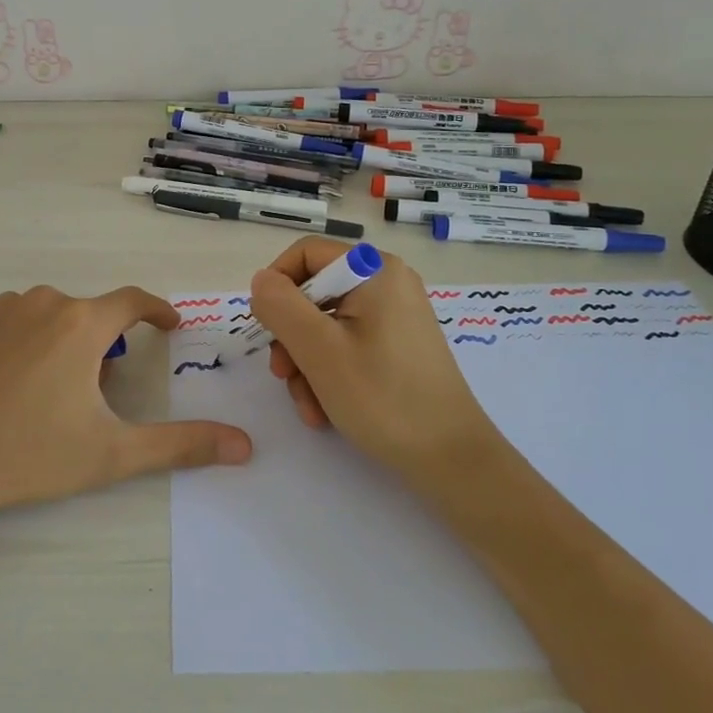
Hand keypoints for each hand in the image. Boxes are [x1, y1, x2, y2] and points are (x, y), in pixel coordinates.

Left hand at [0, 284, 252, 544]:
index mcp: (81, 323)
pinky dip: (30, 339)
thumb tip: (244, 446)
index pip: (133, 301)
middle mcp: (43, 301)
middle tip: (101, 392)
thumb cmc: (30, 456)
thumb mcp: (112, 452)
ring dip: (66, 341)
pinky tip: (17, 381)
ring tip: (55, 392)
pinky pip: (17, 319)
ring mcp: (2, 308)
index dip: (157, 310)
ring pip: (53, 315)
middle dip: (106, 345)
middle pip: (91, 314)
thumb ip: (181, 444)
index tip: (170, 325)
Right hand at [249, 237, 497, 485]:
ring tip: (309, 406)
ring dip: (306, 364)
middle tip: (283, 376)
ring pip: (326, 325)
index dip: (276, 286)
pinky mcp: (398, 345)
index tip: (266, 329)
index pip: (306, 254)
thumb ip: (281, 306)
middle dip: (291, 338)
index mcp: (375, 270)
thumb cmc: (383, 398)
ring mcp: (395, 315)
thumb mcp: (319, 350)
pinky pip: (348, 345)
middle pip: (314, 293)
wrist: (451, 458)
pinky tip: (325, 410)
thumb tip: (261, 281)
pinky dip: (330, 373)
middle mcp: (388, 283)